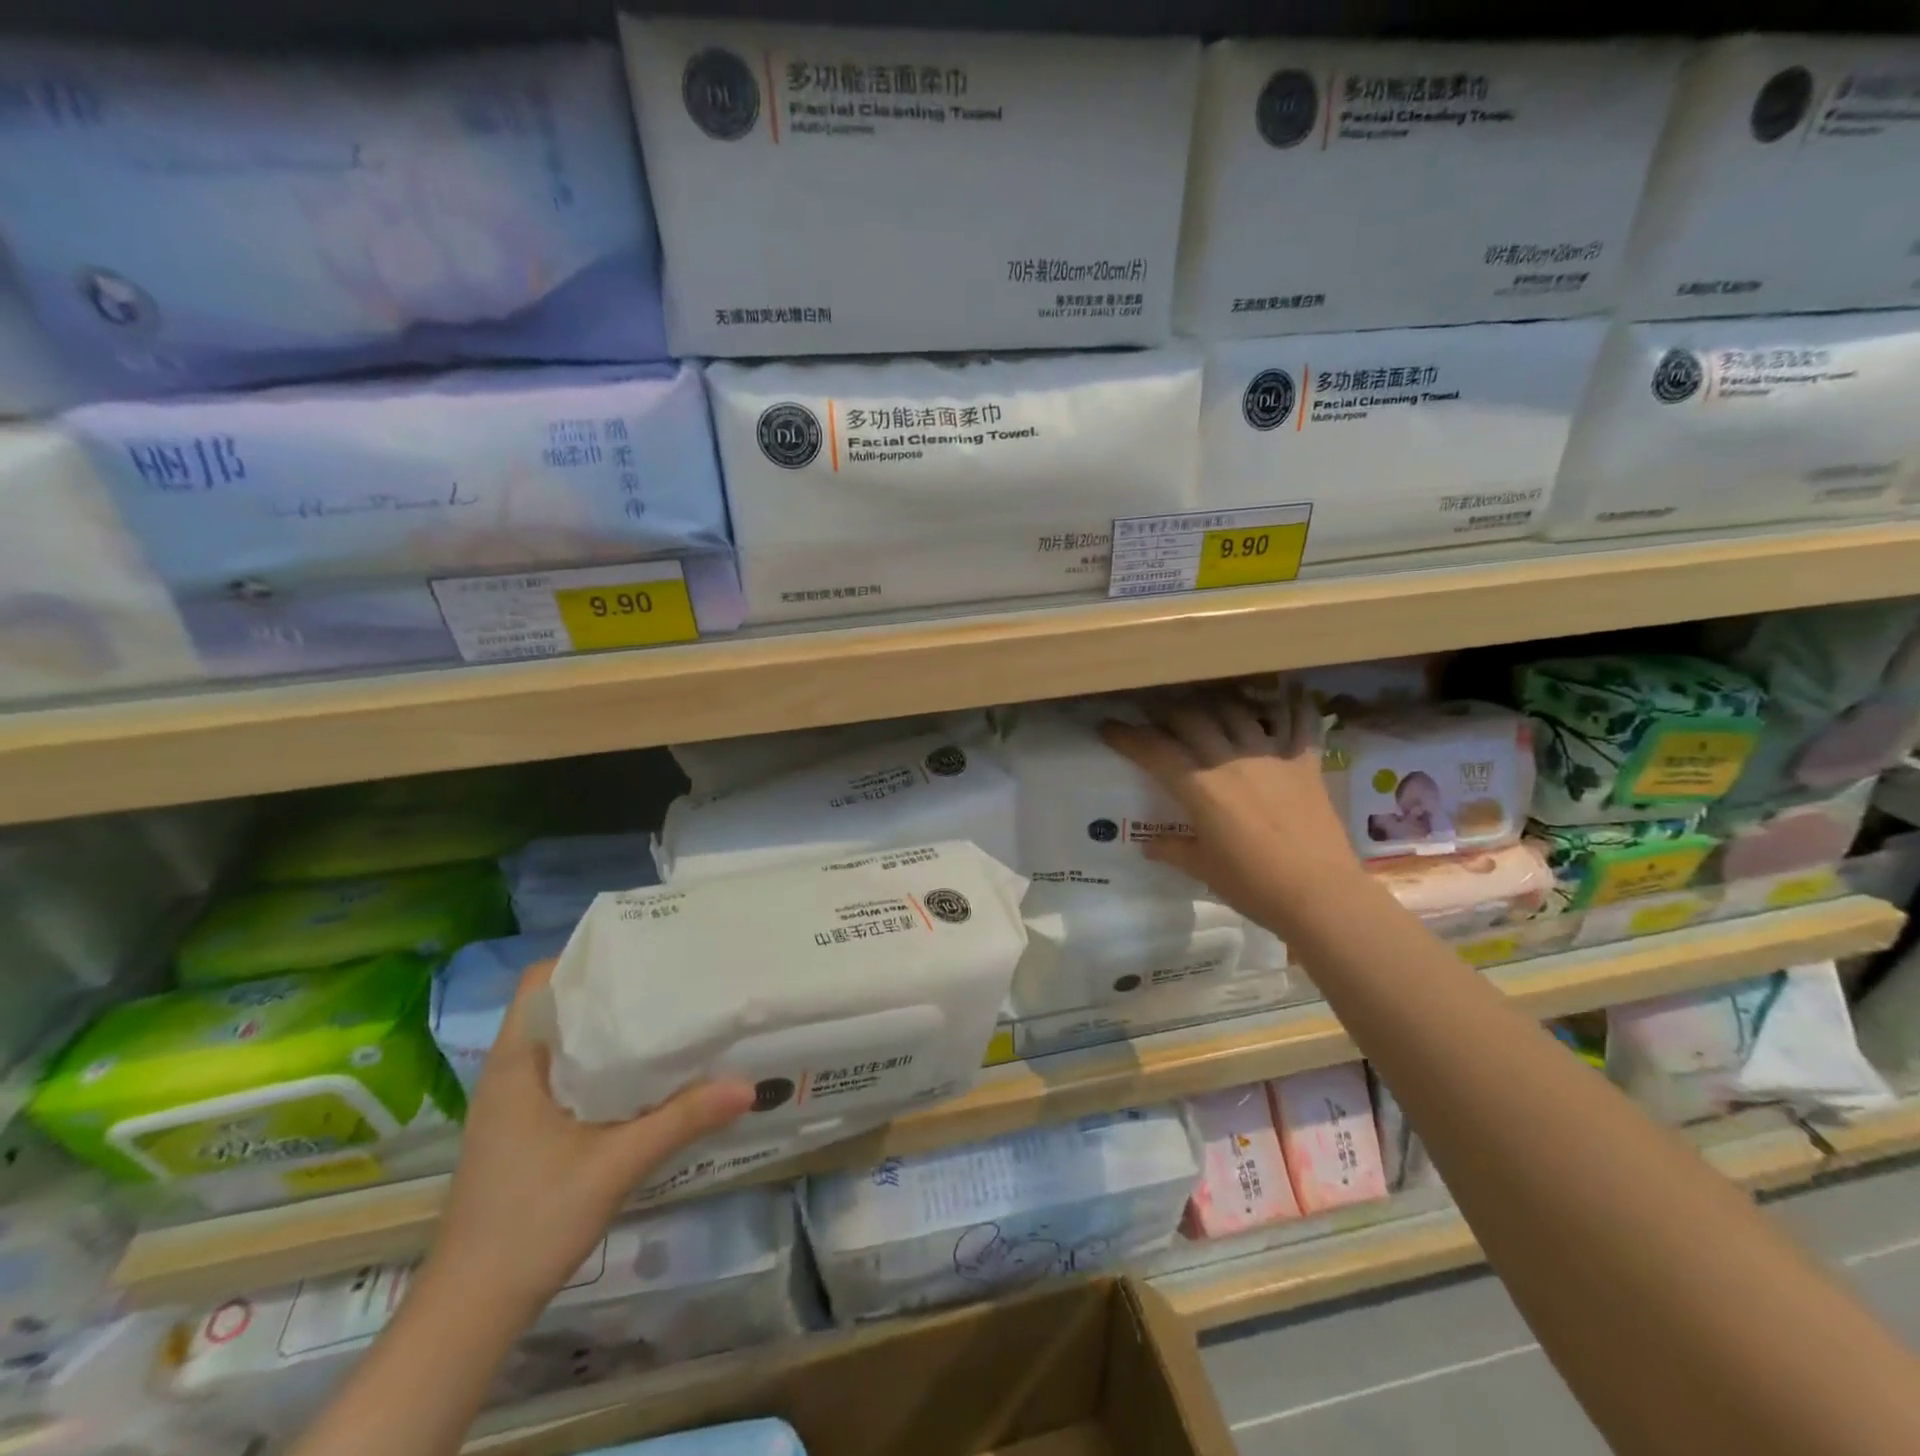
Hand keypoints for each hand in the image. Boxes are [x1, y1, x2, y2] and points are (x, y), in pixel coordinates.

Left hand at [426, 959, 754, 1319]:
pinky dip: (604, 1065)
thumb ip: (681, 1120)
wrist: (472, 1312)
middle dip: (612, 990)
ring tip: (668, 1013)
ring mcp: (516, 1106)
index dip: (586, 958)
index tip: (642, 949)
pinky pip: (569, 1076)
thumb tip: (749, 1085)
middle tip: (671, 976)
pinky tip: (647, 1074)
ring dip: (610, 1030)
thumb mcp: (615, 1165)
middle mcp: (512, 1074)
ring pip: (566, 1045)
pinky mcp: (528, 1132)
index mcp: (516, 1063)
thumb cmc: (531, 1220)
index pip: (541, 982)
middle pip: (560, 1008)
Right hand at [1101, 684, 1363, 928]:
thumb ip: (1174, 850)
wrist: (1320, 895)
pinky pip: (1300, 726)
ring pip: (1237, 712)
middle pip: (1192, 719)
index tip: (1108, 727)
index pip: (1154, 751)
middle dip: (1167, 712)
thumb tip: (1148, 845)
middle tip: (1156, 715)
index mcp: (1200, 788)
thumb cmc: (1253, 886)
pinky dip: (1295, 707)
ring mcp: (1270, 757)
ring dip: (1215, 705)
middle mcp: (1230, 761)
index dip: (1127, 737)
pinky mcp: (1304, 764)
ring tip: (1206, 707)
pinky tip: (1291, 695)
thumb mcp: (1204, 869)